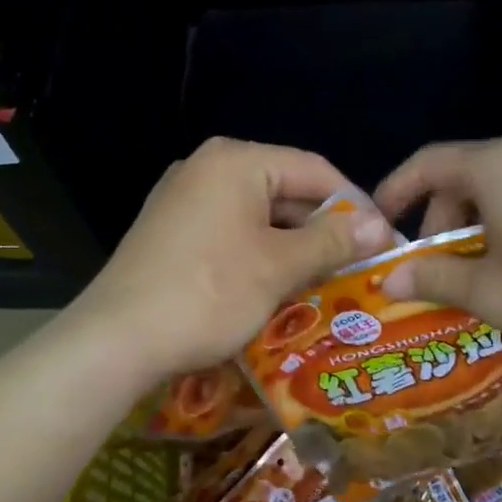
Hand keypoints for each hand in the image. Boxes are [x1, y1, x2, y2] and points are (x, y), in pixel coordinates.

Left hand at [75, 138, 392, 380]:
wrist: (116, 339)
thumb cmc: (208, 294)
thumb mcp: (279, 267)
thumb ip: (332, 240)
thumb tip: (381, 227)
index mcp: (235, 161)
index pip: (314, 169)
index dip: (356, 205)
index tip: (385, 241)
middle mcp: (206, 168)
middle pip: (285, 191)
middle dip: (324, 231)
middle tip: (360, 267)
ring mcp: (183, 200)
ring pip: (258, 217)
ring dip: (294, 249)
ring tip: (329, 284)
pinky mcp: (170, 233)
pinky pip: (230, 235)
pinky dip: (260, 257)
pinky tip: (279, 290)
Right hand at [373, 133, 501, 367]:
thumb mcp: (490, 293)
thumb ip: (432, 278)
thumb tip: (388, 279)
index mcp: (500, 165)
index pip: (428, 163)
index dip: (396, 190)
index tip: (379, 222)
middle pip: (466, 174)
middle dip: (441, 219)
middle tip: (435, 267)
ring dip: (477, 222)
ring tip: (479, 270)